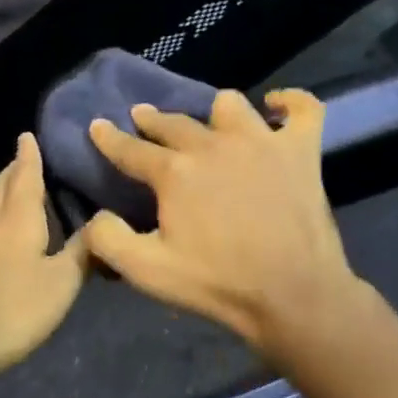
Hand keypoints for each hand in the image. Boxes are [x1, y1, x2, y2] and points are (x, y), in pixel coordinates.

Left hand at [0, 133, 90, 382]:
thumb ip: (82, 252)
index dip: (28, 155)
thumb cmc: (11, 308)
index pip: (25, 174)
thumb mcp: (60, 285)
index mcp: (17, 216)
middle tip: (24, 160)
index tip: (27, 135)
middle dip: (13, 170)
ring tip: (7, 188)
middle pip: (0, 184)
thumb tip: (102, 223)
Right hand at [83, 89, 373, 352]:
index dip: (109, 137)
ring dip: (213, 112)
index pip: (131, 148)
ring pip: (229, 105)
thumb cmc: (218, 284)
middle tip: (142, 118)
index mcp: (175, 172)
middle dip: (152, 119)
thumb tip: (96, 215)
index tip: (97, 125)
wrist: (294, 296)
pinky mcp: (300, 152)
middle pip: (173, 122)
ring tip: (210, 122)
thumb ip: (108, 239)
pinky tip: (276, 105)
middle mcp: (214, 145)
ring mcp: (261, 143)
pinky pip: (302, 110)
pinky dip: (290, 102)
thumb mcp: (147, 271)